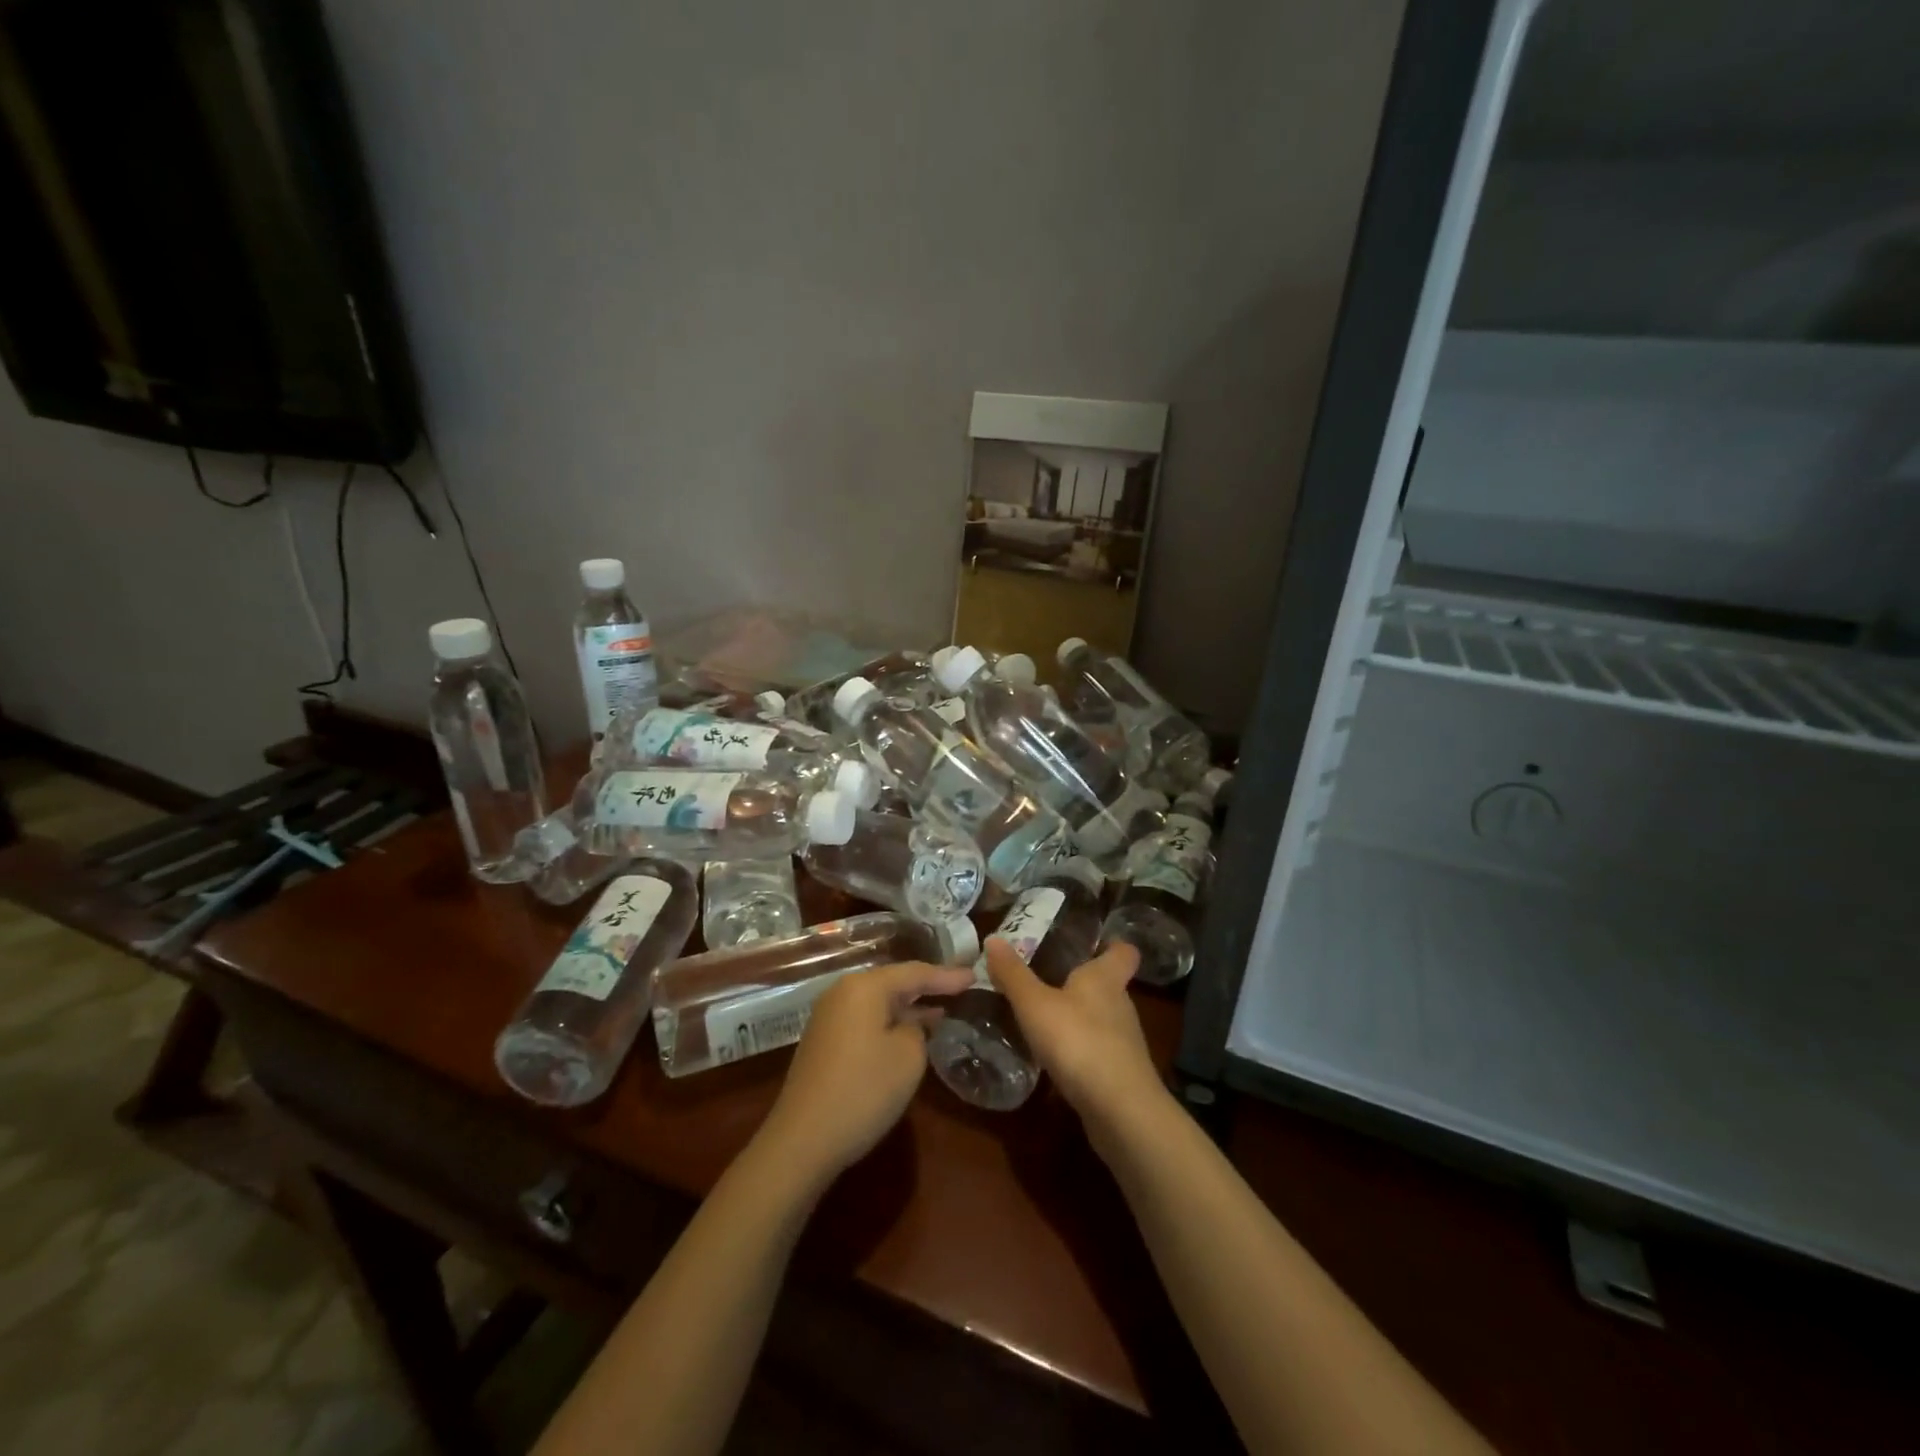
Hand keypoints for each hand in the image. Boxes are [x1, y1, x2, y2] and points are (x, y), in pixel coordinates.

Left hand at [756, 960, 974, 1184]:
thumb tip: (910, 1023)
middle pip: (894, 981)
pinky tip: (908, 1033)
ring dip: (908, 1006)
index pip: (915, 972)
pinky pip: (865, 1018)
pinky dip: (889, 1021)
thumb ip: (918, 1029)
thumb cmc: (863, 1090)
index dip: (947, 976)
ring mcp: (828, 1016)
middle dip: (927, 987)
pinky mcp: (823, 1040)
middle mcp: (843, 991)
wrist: (802, 1140)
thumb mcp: (908, 1056)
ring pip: (878, 1001)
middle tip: (960, 988)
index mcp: (865, 986)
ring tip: (941, 1009)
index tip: (974, 975)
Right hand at [984, 939, 1169, 1149]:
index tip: (1092, 943)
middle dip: (1082, 982)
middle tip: (1046, 979)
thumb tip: (992, 937)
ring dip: (1078, 1017)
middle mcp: (1121, 1004)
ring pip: (1102, 1019)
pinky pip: (1098, 1051)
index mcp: (1105, 978)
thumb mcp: (1035, 1004)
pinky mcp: (1120, 1074)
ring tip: (1044, 1019)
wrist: (1119, 1110)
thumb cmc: (1079, 1041)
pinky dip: (1079, 1050)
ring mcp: (1124, 1042)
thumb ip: (1013, 974)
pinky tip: (1055, 1059)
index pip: (1124, 951)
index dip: (1111, 945)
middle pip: (1108, 984)